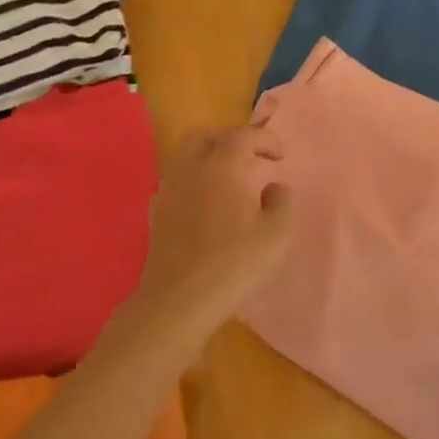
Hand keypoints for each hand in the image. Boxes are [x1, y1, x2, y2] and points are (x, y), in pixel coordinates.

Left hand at [134, 126, 293, 342]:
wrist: (179, 301)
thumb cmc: (233, 264)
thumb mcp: (276, 234)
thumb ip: (282, 202)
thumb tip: (274, 187)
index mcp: (221, 167)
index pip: (242, 136)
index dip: (265, 139)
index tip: (280, 156)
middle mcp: (190, 170)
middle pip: (205, 137)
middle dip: (230, 139)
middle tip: (251, 157)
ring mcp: (168, 191)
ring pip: (185, 156)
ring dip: (208, 157)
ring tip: (229, 178)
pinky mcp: (156, 214)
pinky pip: (175, 181)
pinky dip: (193, 180)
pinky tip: (206, 202)